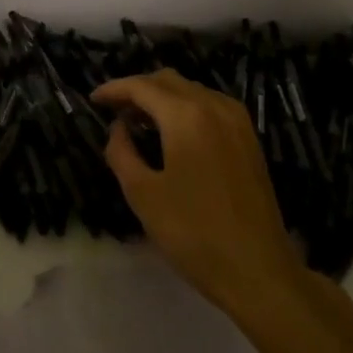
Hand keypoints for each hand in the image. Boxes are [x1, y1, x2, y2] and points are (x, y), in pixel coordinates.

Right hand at [94, 69, 311, 322]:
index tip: (94, 100)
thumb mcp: (143, 195)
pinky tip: (174, 132)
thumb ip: (122, 152)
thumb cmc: (194, 234)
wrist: (259, 272)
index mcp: (186, 116)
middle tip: (114, 111)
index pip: (141, 86)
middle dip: (138, 89)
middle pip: (168, 80)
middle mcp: (214, 106)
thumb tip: (118, 128)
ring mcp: (237, 121)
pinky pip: (210, 105)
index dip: (114, 89)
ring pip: (191, 89)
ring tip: (140, 121)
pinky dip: (186, 107)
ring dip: (162, 97)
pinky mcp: (249, 138)